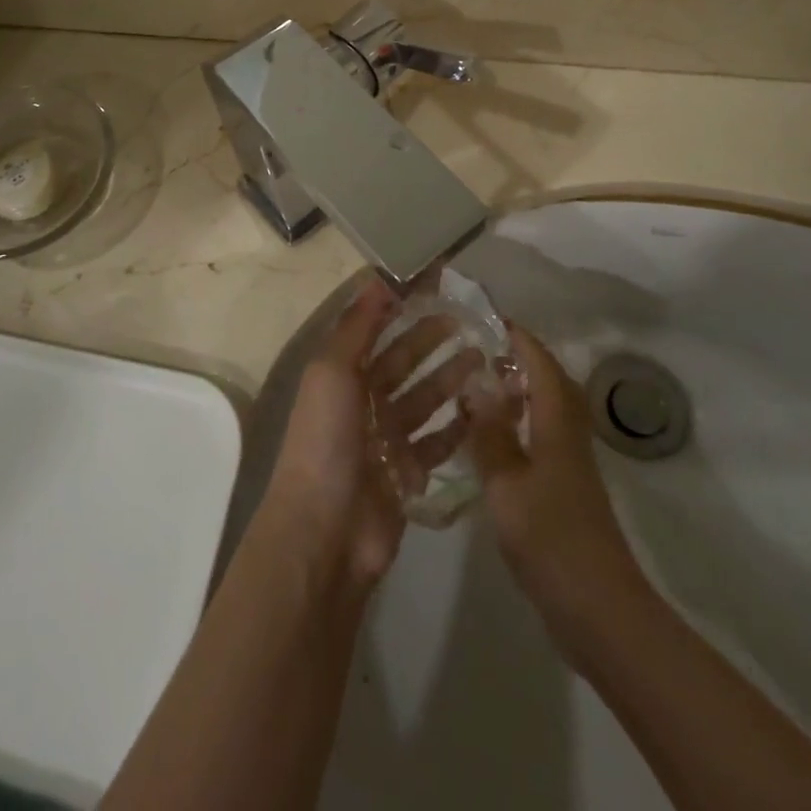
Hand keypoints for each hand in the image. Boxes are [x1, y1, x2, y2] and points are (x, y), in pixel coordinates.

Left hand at [258, 279, 482, 593]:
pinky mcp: (409, 472)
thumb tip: (379, 278)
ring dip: (450, 377)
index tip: (436, 284)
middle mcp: (363, 401)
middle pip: (403, 360)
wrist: (326, 532)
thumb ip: (357, 326)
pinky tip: (484, 407)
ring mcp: (387, 438)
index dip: (400, 304)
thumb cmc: (326, 440)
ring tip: (485, 356)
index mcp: (341, 373)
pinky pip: (438, 442)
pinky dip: (459, 425)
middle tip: (470, 320)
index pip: (374, 327)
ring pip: (424, 398)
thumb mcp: (332, 371)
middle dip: (431, 338)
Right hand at [466, 325, 648, 660]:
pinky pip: (539, 438)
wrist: (600, 611)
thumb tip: (475, 384)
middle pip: (549, 382)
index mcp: (557, 424)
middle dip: (518, 358)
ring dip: (517, 390)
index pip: (540, 363)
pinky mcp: (564, 491)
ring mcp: (568, 465)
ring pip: (545, 410)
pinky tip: (488, 439)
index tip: (486, 315)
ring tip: (477, 384)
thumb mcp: (507, 483)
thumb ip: (490, 433)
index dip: (517, 336)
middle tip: (476, 347)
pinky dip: (516, 424)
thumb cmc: (551, 539)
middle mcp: (567, 436)